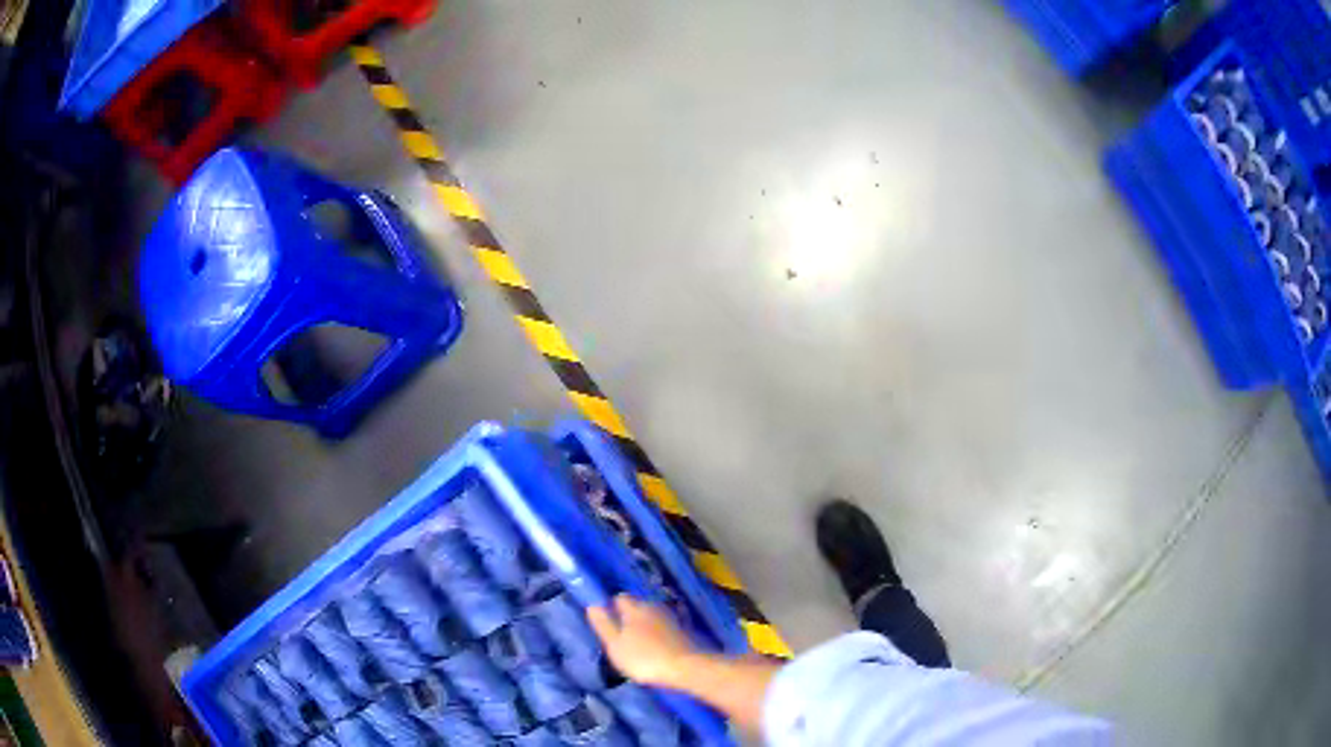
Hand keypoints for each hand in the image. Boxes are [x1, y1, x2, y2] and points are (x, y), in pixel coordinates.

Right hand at [586, 594, 700, 687]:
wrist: (687, 667)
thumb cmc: (645, 658)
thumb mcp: (615, 645)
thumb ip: (603, 624)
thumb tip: (592, 605)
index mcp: (635, 607)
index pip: (620, 598)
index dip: (612, 607)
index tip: (608, 622)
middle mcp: (654, 605)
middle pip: (638, 604)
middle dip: (630, 615)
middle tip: (623, 634)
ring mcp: (672, 616)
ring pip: (653, 614)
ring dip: (647, 622)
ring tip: (641, 640)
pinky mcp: (686, 628)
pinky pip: (668, 623)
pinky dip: (662, 629)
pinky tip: (660, 641)